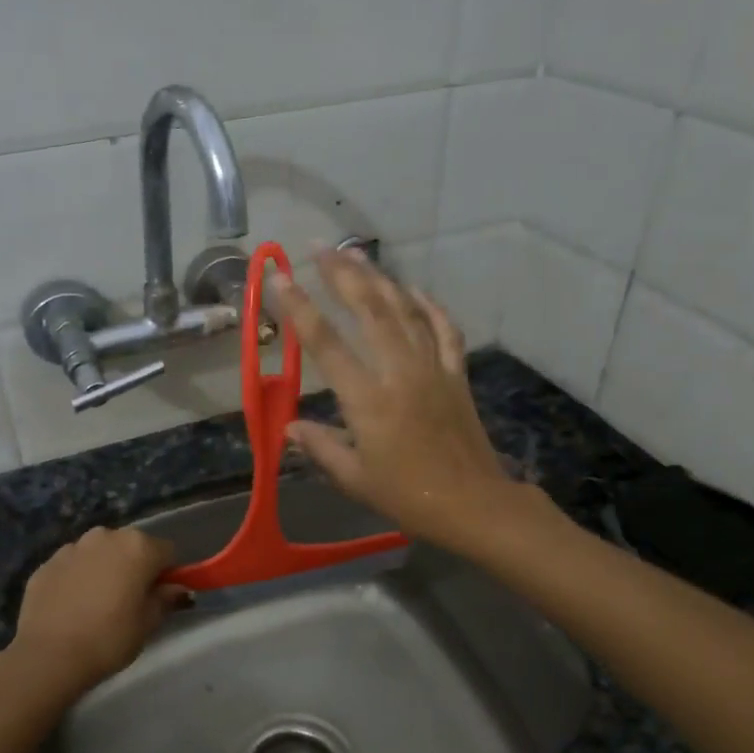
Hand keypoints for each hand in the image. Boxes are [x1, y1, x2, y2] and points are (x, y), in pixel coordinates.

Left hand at [0, 526, 187, 706]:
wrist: (49, 656)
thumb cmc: (109, 638)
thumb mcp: (148, 623)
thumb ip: (166, 599)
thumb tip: (178, 588)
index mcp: (137, 546)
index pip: (166, 552)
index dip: (167, 574)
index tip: (159, 596)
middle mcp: (105, 536)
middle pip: (130, 546)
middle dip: (133, 566)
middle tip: (128, 601)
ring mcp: (72, 547)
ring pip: (99, 553)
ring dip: (103, 569)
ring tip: (96, 604)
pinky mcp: (46, 563)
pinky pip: (72, 565)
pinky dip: (76, 578)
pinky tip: (71, 606)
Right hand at [264, 248, 533, 553]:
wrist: (474, 504)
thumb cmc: (408, 496)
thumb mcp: (354, 478)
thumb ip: (320, 446)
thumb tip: (289, 427)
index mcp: (368, 399)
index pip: (326, 344)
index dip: (300, 308)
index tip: (280, 278)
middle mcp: (399, 372)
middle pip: (369, 311)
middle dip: (342, 275)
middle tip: (320, 248)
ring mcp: (432, 368)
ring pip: (405, 311)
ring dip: (379, 280)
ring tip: (356, 255)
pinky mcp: (456, 374)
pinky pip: (443, 329)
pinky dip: (429, 306)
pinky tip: (413, 290)